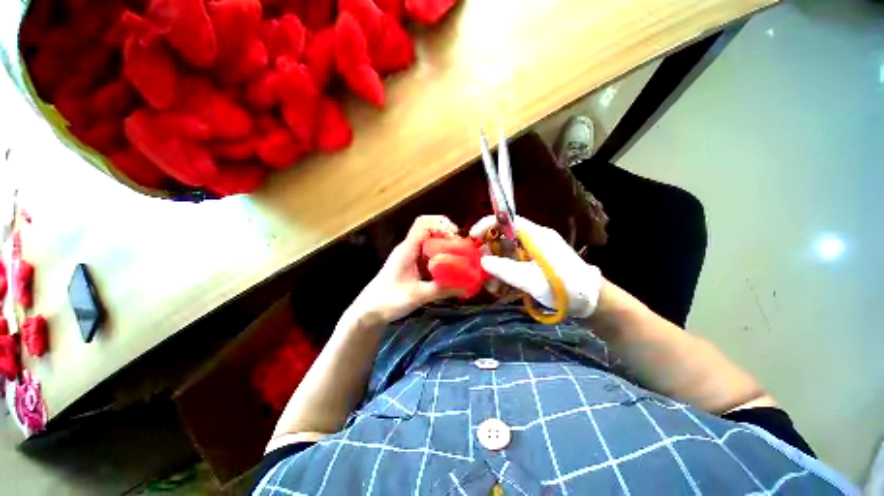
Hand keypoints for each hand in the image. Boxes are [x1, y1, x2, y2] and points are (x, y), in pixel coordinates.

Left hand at [349, 216, 462, 323]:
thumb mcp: (419, 295)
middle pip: (429, 230)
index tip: (455, 236)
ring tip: (458, 258)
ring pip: (429, 243)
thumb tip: (465, 287)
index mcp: (407, 249)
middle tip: (460, 249)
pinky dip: (438, 257)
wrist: (369, 311)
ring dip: (443, 247)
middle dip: (446, 236)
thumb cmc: (390, 299)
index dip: (441, 224)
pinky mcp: (410, 265)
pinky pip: (427, 255)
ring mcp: (408, 256)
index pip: (423, 223)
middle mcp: (408, 248)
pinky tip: (447, 268)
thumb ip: (442, 290)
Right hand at [470, 215, 602, 318]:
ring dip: (496, 266)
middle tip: (478, 266)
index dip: (488, 224)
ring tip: (490, 284)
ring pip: (508, 252)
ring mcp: (535, 252)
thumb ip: (506, 269)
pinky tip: (500, 287)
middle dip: (489, 251)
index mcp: (536, 236)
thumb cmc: (564, 287)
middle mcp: (534, 239)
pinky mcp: (536, 263)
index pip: (508, 220)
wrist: (592, 301)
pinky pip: (515, 262)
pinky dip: (505, 272)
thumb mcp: (532, 280)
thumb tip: (483, 261)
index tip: (473, 237)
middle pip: (505, 236)